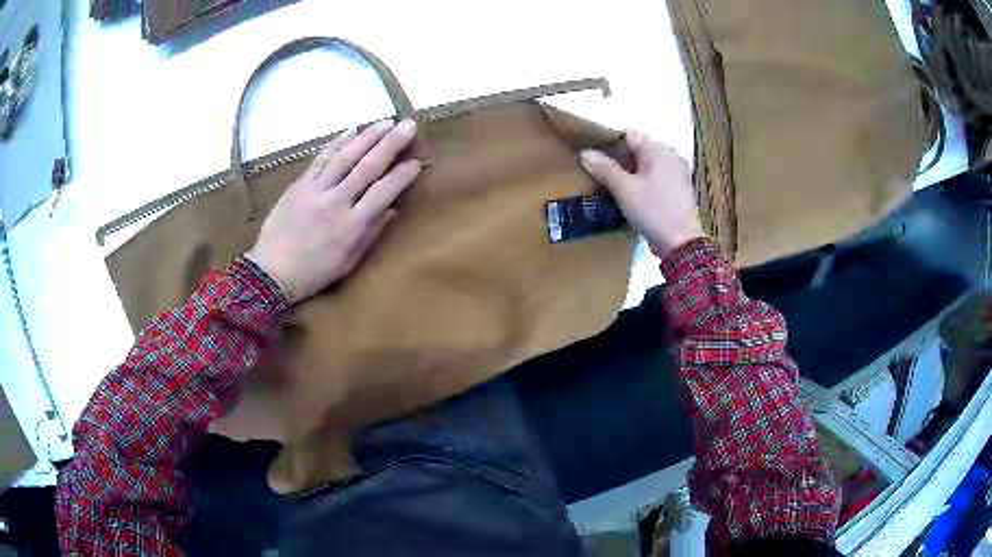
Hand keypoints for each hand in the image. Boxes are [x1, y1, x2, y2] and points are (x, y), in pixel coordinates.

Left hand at [247, 118, 419, 303]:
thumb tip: (392, 208)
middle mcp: (337, 202)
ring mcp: (316, 190)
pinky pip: (321, 159)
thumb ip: (371, 233)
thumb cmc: (315, 272)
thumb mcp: (349, 261)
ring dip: (368, 137)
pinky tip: (351, 130)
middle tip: (408, 125)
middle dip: (391, 143)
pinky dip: (336, 143)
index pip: (384, 192)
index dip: (402, 175)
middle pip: (368, 167)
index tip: (417, 160)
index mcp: (353, 225)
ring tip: (386, 121)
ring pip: (345, 157)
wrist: (272, 271)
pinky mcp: (300, 184)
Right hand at [580, 131, 704, 258]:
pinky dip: (643, 182)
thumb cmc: (652, 211)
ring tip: (613, 186)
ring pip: (647, 165)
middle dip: (620, 160)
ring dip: (631, 173)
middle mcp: (672, 157)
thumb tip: (585, 153)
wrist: (680, 243)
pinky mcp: (678, 190)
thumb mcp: (624, 189)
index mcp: (659, 150)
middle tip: (601, 174)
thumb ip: (605, 168)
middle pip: (639, 150)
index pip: (630, 136)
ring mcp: (677, 173)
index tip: (596, 159)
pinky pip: (656, 177)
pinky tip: (632, 196)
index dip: (611, 144)